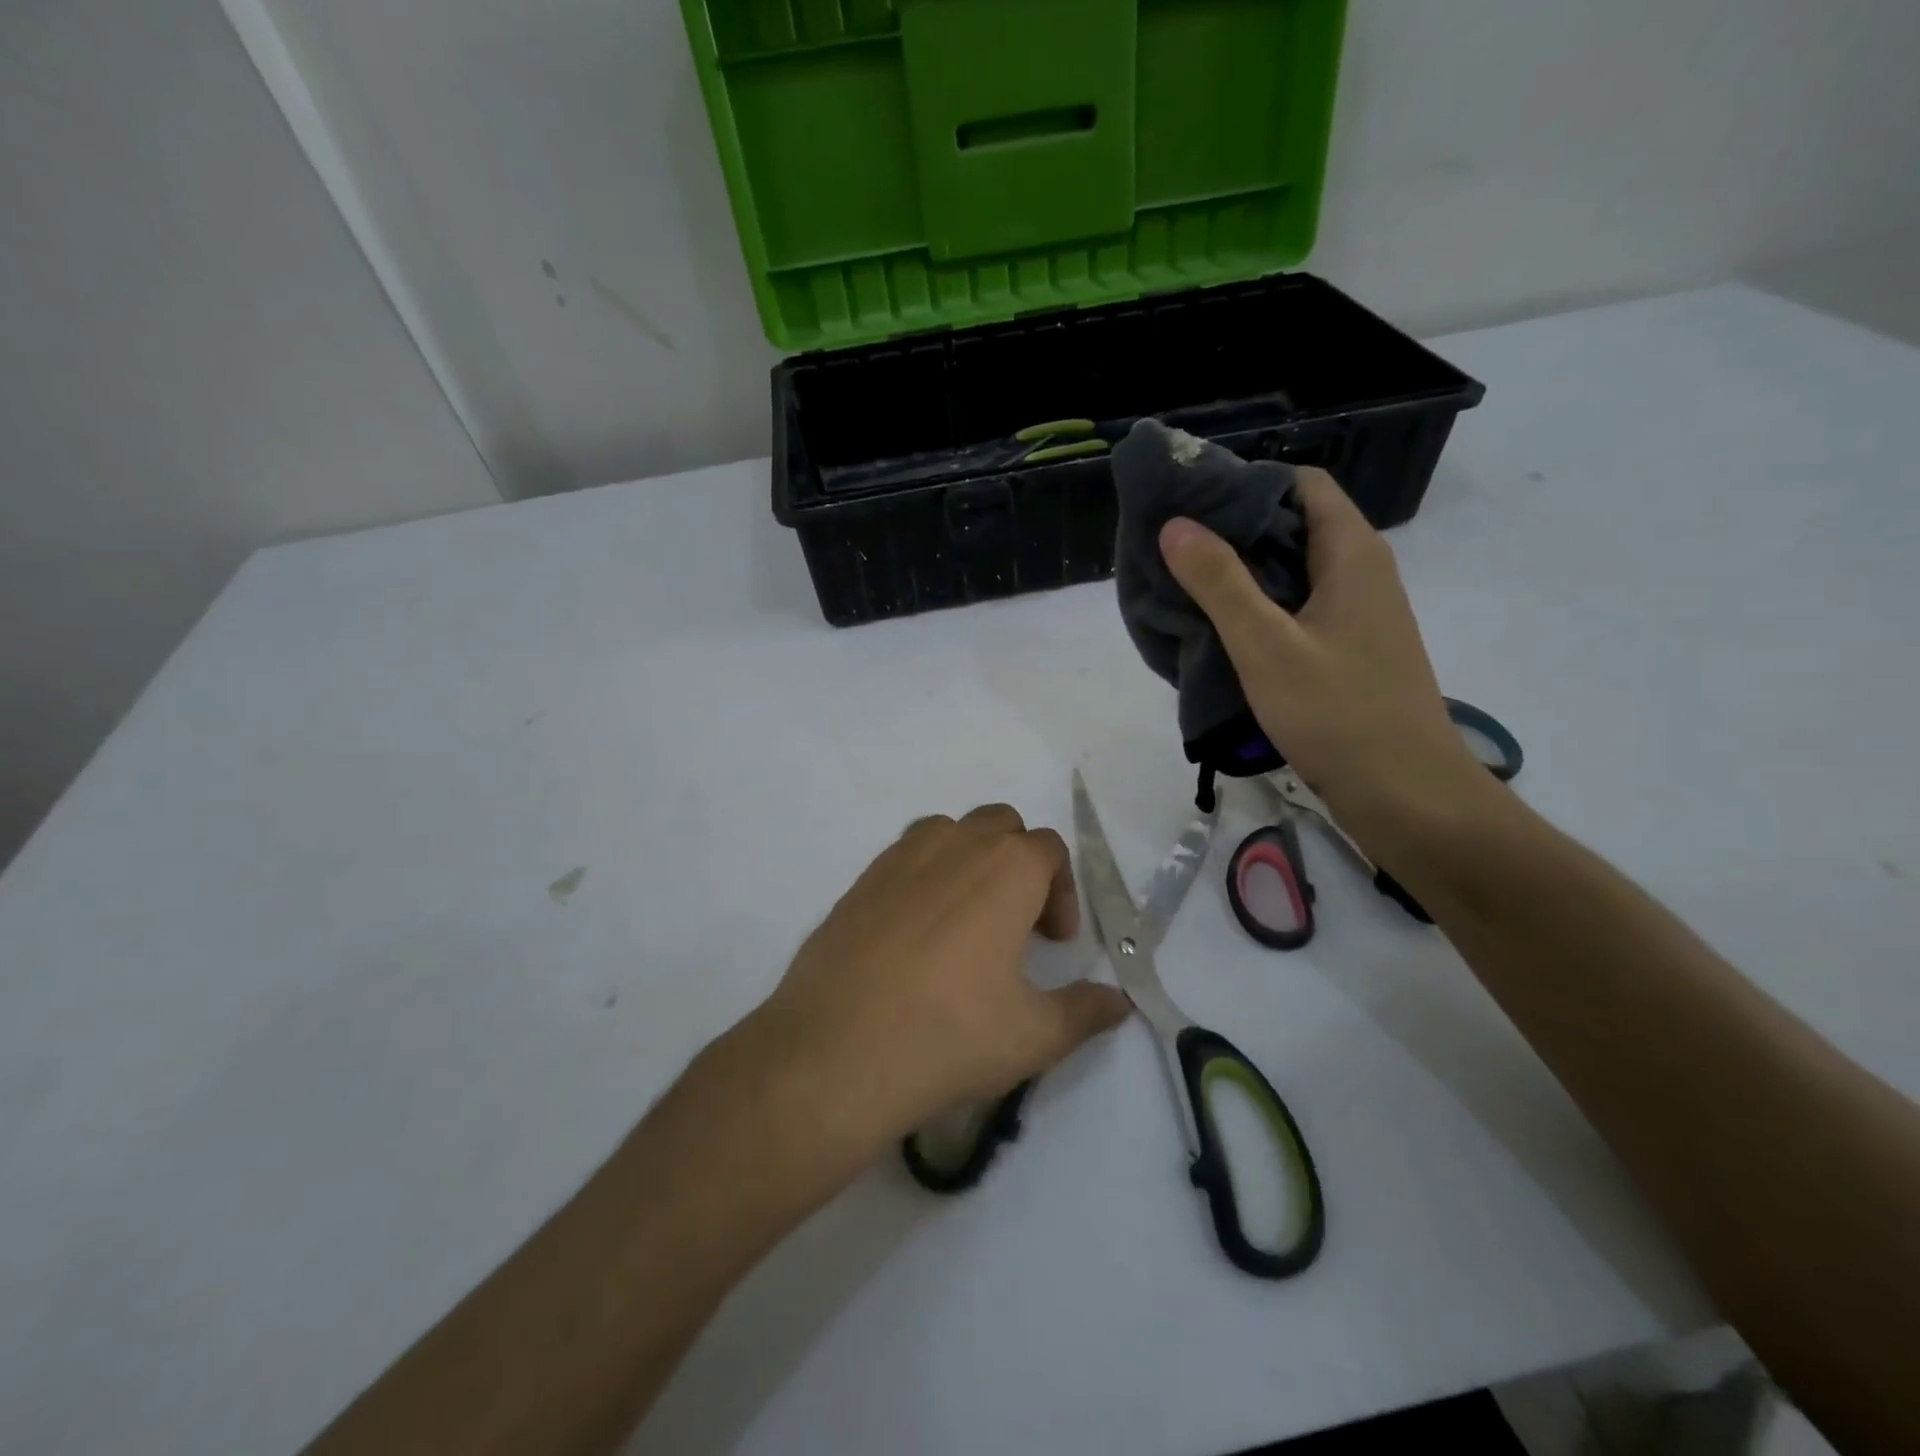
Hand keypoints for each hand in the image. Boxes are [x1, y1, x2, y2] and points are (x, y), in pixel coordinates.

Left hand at [746, 805, 1129, 1163]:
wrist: (836, 1052)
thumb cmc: (948, 1036)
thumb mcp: (1034, 1035)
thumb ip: (1086, 1011)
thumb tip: (1120, 1002)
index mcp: (1005, 868)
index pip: (1049, 848)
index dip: (1063, 891)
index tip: (1056, 942)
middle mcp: (954, 846)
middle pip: (1000, 824)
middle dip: (1020, 862)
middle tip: (1017, 924)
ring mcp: (899, 858)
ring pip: (949, 831)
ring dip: (970, 859)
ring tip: (967, 919)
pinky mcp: (859, 881)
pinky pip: (904, 856)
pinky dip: (924, 875)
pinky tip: (915, 935)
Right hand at [1158, 467, 1490, 848]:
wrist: (1405, 793)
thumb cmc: (1338, 713)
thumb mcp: (1267, 646)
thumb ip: (1220, 583)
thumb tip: (1175, 524)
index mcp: (1351, 553)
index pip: (1300, 484)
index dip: (1245, 483)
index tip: (1190, 502)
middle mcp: (1361, 572)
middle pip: (1294, 524)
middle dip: (1233, 529)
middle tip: (1173, 545)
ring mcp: (1358, 613)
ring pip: (1293, 570)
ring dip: (1242, 572)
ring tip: (1184, 585)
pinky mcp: (1349, 649)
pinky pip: (1297, 608)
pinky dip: (1258, 608)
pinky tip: (1219, 631)